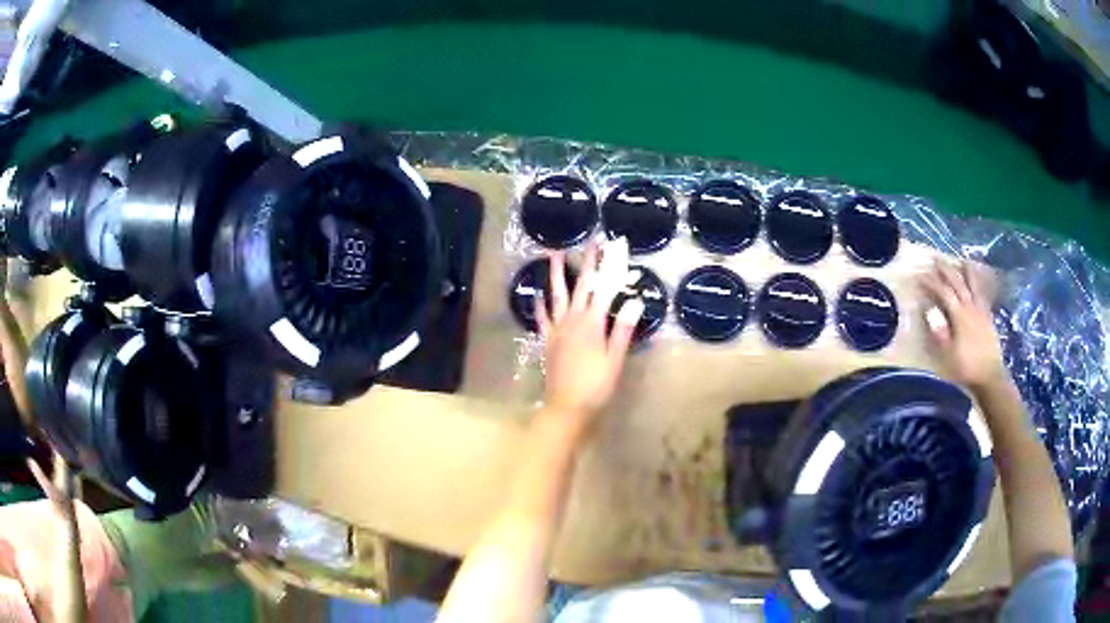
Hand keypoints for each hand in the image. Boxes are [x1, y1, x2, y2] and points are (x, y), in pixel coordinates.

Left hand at [536, 240, 643, 438]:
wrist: (567, 407)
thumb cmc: (596, 385)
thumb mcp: (615, 359)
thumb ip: (622, 329)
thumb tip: (634, 299)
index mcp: (592, 324)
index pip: (602, 289)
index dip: (607, 267)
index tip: (610, 248)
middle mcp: (572, 321)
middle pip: (581, 286)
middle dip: (587, 263)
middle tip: (590, 243)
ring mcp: (557, 330)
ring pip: (556, 296)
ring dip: (556, 274)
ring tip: (553, 255)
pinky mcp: (548, 341)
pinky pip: (543, 317)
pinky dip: (541, 304)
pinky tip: (539, 295)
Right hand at [919, 259, 1007, 391]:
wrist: (990, 377)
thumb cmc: (966, 367)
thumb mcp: (948, 354)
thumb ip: (940, 331)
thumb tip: (928, 310)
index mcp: (960, 315)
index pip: (944, 293)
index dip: (931, 283)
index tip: (919, 277)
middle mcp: (971, 308)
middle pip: (959, 284)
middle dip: (947, 271)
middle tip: (936, 259)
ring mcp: (982, 312)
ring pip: (974, 286)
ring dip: (967, 273)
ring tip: (963, 261)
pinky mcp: (989, 318)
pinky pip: (983, 296)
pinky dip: (980, 287)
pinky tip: (978, 286)